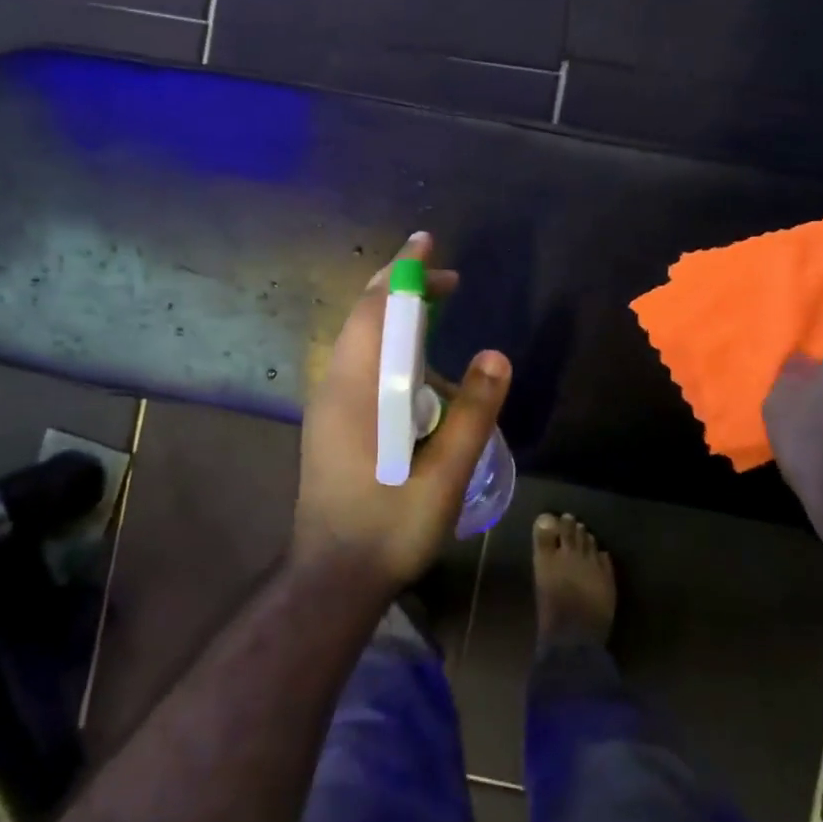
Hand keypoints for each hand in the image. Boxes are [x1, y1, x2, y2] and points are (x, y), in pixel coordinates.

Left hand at [293, 233, 512, 590]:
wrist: (333, 576)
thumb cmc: (389, 526)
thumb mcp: (444, 474)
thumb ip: (473, 413)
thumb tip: (496, 355)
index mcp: (357, 390)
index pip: (377, 311)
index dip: (404, 272)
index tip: (429, 245)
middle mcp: (334, 387)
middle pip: (363, 317)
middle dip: (401, 289)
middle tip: (446, 280)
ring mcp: (327, 405)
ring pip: (359, 342)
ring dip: (396, 320)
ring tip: (437, 320)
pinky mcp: (330, 423)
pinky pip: (359, 366)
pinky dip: (388, 349)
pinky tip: (417, 374)